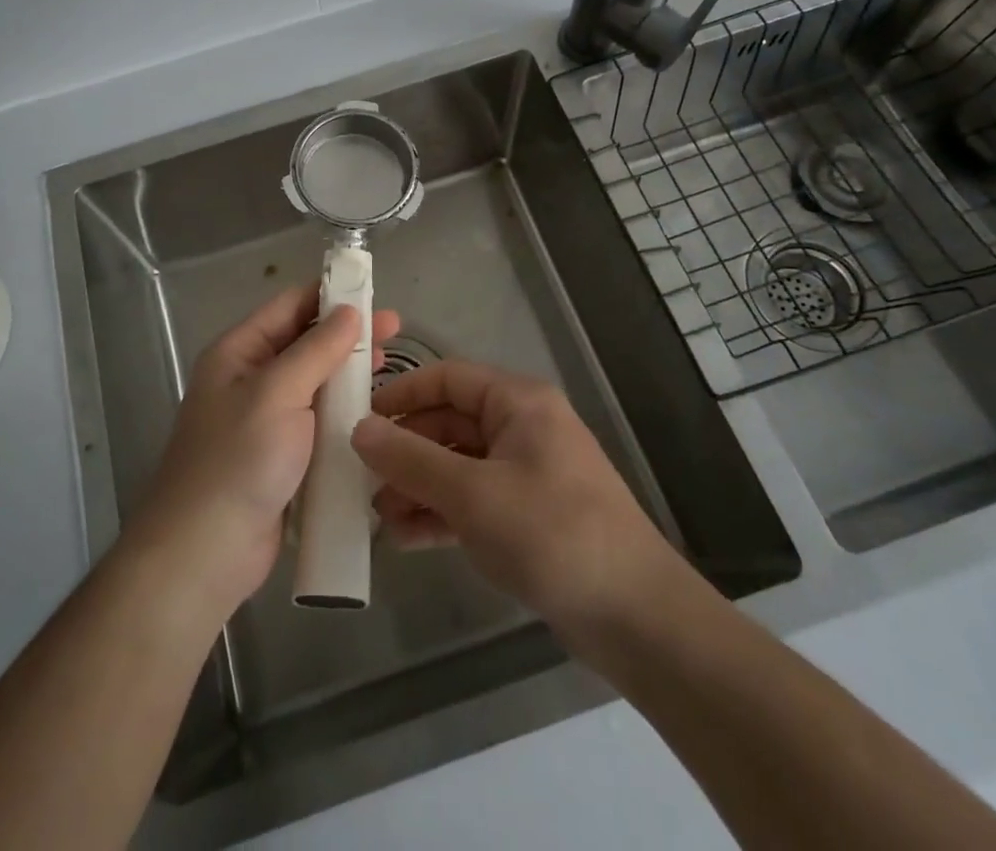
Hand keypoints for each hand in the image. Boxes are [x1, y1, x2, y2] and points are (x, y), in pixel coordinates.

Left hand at [128, 283, 398, 618]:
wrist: (205, 552)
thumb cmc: (238, 460)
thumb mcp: (278, 393)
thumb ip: (316, 349)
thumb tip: (347, 311)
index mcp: (238, 353)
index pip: (288, 307)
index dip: (329, 295)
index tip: (372, 292)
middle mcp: (250, 379)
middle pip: (304, 343)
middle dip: (347, 334)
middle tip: (395, 330)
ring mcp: (265, 419)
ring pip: (314, 383)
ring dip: (348, 372)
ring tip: (390, 365)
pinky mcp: (281, 456)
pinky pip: (316, 420)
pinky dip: (342, 411)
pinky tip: (373, 410)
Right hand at [350, 358, 686, 634]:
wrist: (637, 618)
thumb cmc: (552, 533)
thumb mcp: (473, 493)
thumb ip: (411, 459)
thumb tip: (358, 429)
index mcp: (518, 402)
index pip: (447, 378)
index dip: (402, 395)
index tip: (358, 421)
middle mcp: (522, 428)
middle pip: (449, 423)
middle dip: (405, 451)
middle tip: (361, 479)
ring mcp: (526, 473)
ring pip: (458, 465)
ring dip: (418, 486)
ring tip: (378, 516)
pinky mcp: (528, 516)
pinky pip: (473, 501)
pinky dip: (441, 514)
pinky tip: (406, 538)